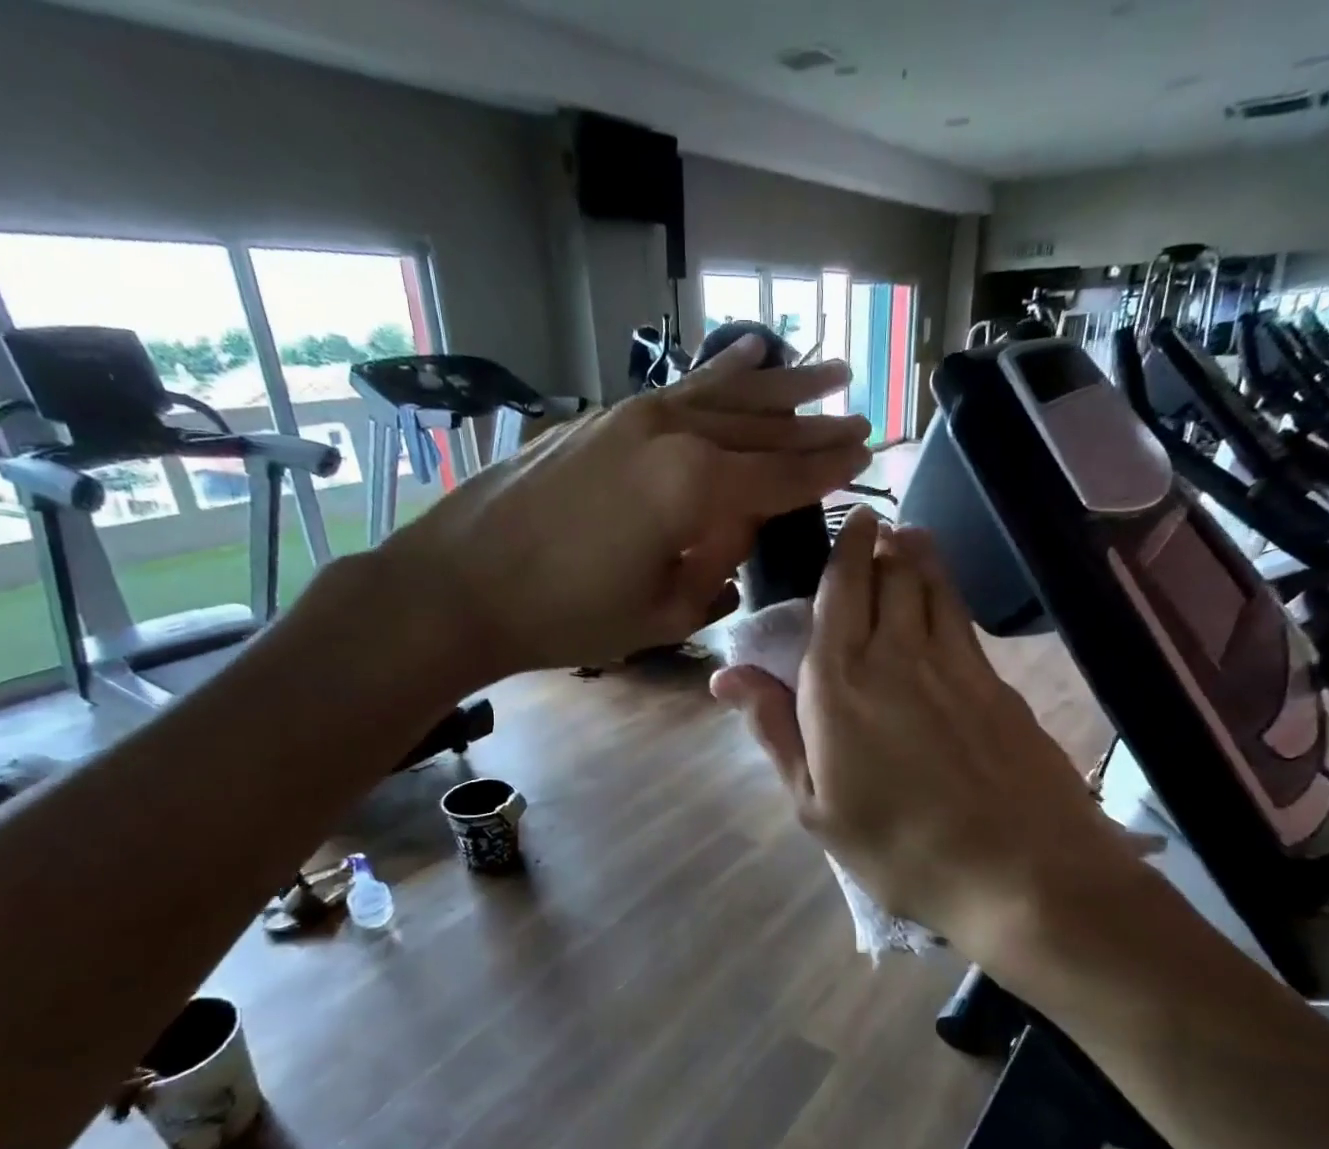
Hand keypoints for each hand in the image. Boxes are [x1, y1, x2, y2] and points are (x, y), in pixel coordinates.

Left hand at [384, 334, 870, 678]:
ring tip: (827, 371)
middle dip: (814, 425)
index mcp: (694, 487)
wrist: (461, 585)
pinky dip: (718, 374)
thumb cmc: (566, 616)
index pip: (780, 474)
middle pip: (760, 427)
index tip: (867, 456)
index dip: (826, 469)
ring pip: (724, 395)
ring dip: (780, 386)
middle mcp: (671, 434)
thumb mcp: (662, 612)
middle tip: (860, 417)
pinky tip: (747, 353)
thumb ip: (715, 567)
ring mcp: (632, 416)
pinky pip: (678, 390)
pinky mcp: (602, 417)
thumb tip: (734, 532)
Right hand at [711, 509, 1157, 966]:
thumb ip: (774, 729)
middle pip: (887, 574)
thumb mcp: (815, 804)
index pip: (837, 592)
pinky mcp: (997, 680)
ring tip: (906, 538)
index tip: (847, 524)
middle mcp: (895, 653)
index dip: (842, 550)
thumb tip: (725, 674)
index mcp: (838, 683)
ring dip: (915, 554)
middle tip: (871, 530)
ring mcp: (954, 662)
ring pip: (931, 584)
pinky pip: (962, 617)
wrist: (1019, 870)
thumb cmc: (899, 848)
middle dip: (877, 543)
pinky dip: (946, 592)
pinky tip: (943, 598)